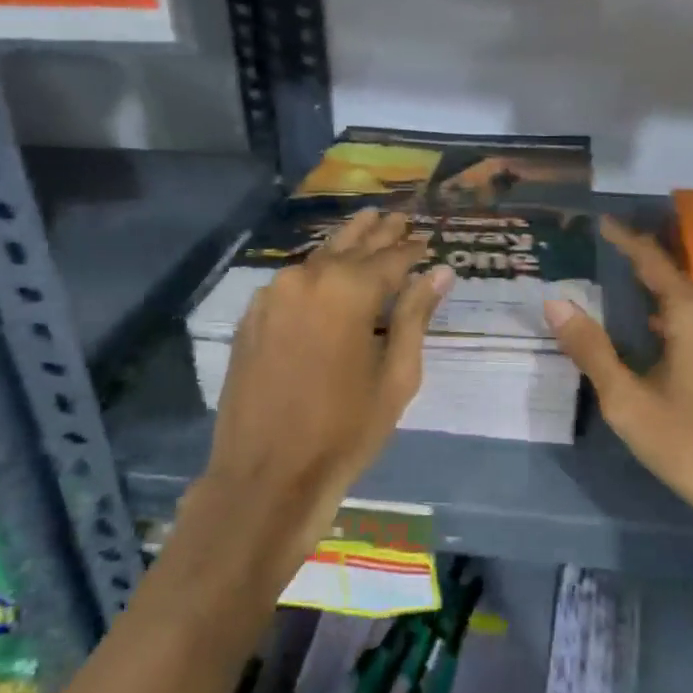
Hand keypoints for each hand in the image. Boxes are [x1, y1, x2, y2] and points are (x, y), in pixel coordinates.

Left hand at [193, 208, 450, 569]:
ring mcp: (272, 295)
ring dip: (345, 244)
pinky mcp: (252, 317)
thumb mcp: (396, 376)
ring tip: (366, 224)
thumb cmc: (345, 431)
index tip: (427, 237)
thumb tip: (440, 272)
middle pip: (351, 247)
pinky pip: (292, 281)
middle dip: (378, 232)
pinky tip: (325, 268)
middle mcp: (307, 278)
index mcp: (348, 290)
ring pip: (318, 258)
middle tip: (398, 216)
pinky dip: (314, 270)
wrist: (266, 475)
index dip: (412, 248)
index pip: (390, 257)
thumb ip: (416, 317)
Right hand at [545, 218, 692, 556]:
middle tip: (601, 270)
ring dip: (660, 304)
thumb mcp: (628, 402)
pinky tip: (663, 347)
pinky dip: (681, 326)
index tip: (602, 223)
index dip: (625, 240)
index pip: (653, 261)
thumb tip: (557, 303)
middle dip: (639, 274)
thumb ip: (592, 349)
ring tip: (624, 306)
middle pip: (675, 283)